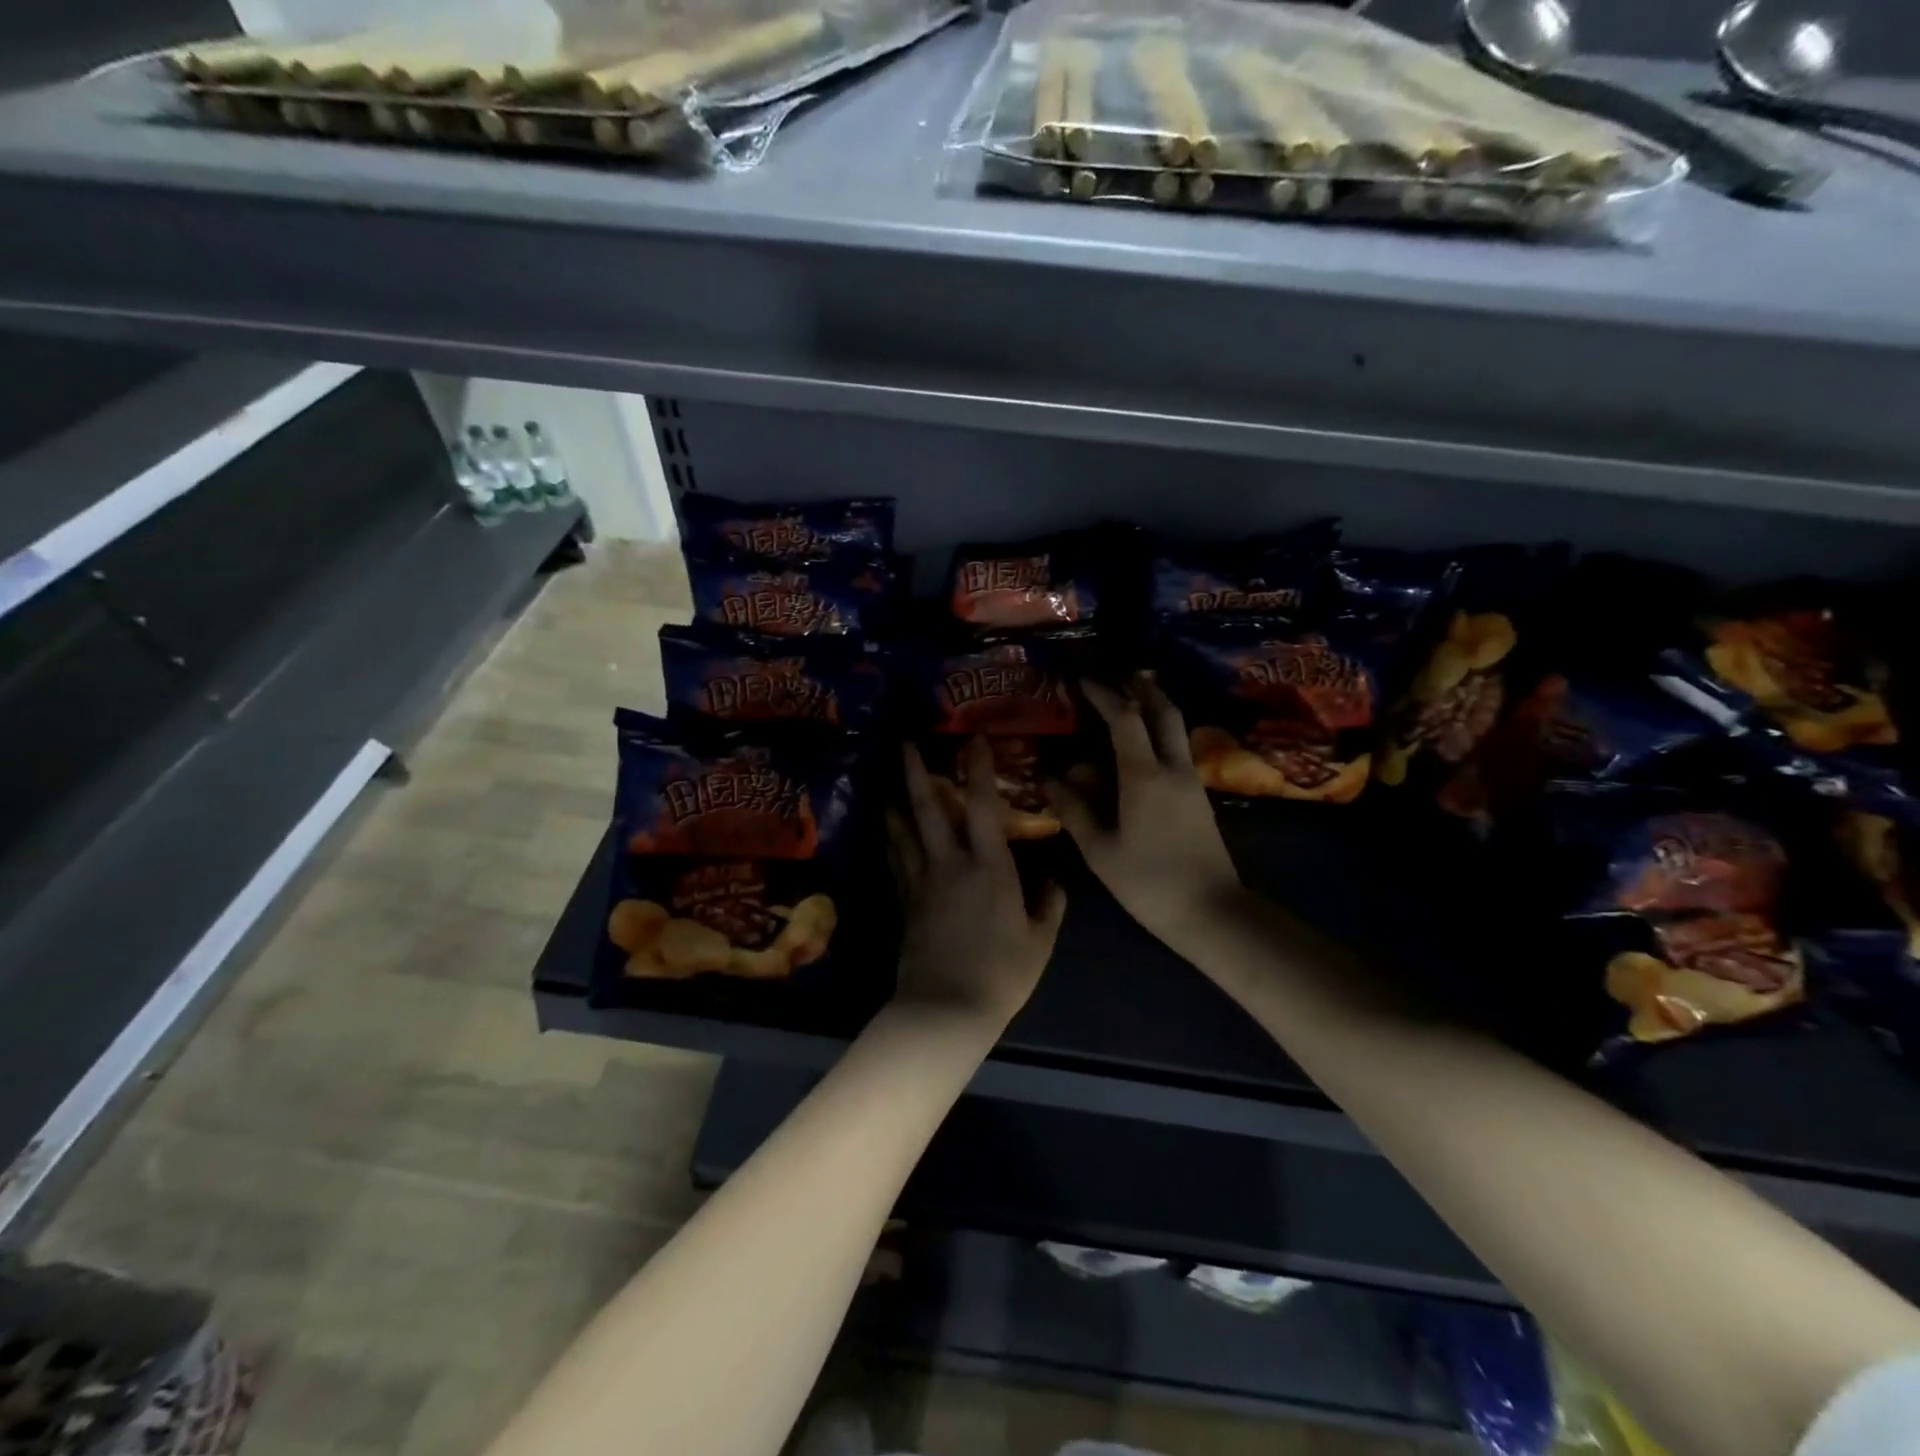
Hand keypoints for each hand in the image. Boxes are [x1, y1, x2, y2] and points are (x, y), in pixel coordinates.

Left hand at [887, 739, 1066, 1031]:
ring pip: (905, 832)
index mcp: (990, 867)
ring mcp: (922, 882)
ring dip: (896, 804)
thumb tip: (1054, 882)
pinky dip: (892, 842)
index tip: (974, 740)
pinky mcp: (906, 903)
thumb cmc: (1001, 974)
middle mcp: (951, 864)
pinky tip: (887, 833)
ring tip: (887, 783)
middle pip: (929, 809)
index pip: (983, 806)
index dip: (979, 769)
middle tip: (906, 744)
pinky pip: (897, 862)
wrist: (946, 1008)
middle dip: (917, 772)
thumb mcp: (1039, 942)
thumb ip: (1049, 906)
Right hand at [1049, 674, 1243, 949]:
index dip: (1103, 694)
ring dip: (1154, 706)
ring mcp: (1191, 781)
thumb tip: (1053, 778)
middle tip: (1118, 675)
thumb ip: (1076, 809)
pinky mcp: (1199, 796)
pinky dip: (1160, 732)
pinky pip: (1177, 748)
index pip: (1124, 719)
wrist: (1212, 912)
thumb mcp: (1101, 849)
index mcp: (1144, 776)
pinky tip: (1143, 744)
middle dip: (1141, 687)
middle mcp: (1172, 768)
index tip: (1082, 680)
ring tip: (1130, 700)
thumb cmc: (1148, 882)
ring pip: (1175, 728)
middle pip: (1163, 711)